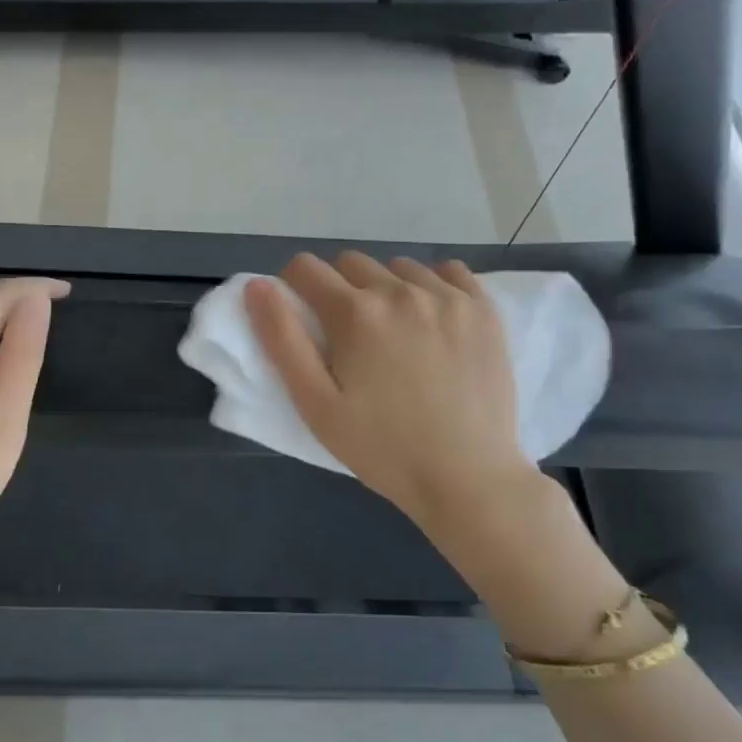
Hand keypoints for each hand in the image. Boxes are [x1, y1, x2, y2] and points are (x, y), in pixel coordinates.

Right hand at [246, 252, 539, 529]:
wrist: (467, 478)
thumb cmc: (381, 448)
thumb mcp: (315, 404)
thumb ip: (282, 340)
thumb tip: (258, 286)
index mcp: (355, 313)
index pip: (305, 268)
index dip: (295, 288)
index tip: (304, 317)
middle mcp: (401, 291)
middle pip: (351, 263)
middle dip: (339, 288)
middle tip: (349, 336)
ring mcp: (448, 296)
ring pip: (398, 267)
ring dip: (385, 288)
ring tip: (395, 332)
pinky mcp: (484, 309)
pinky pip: (448, 272)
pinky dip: (432, 286)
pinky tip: (433, 320)